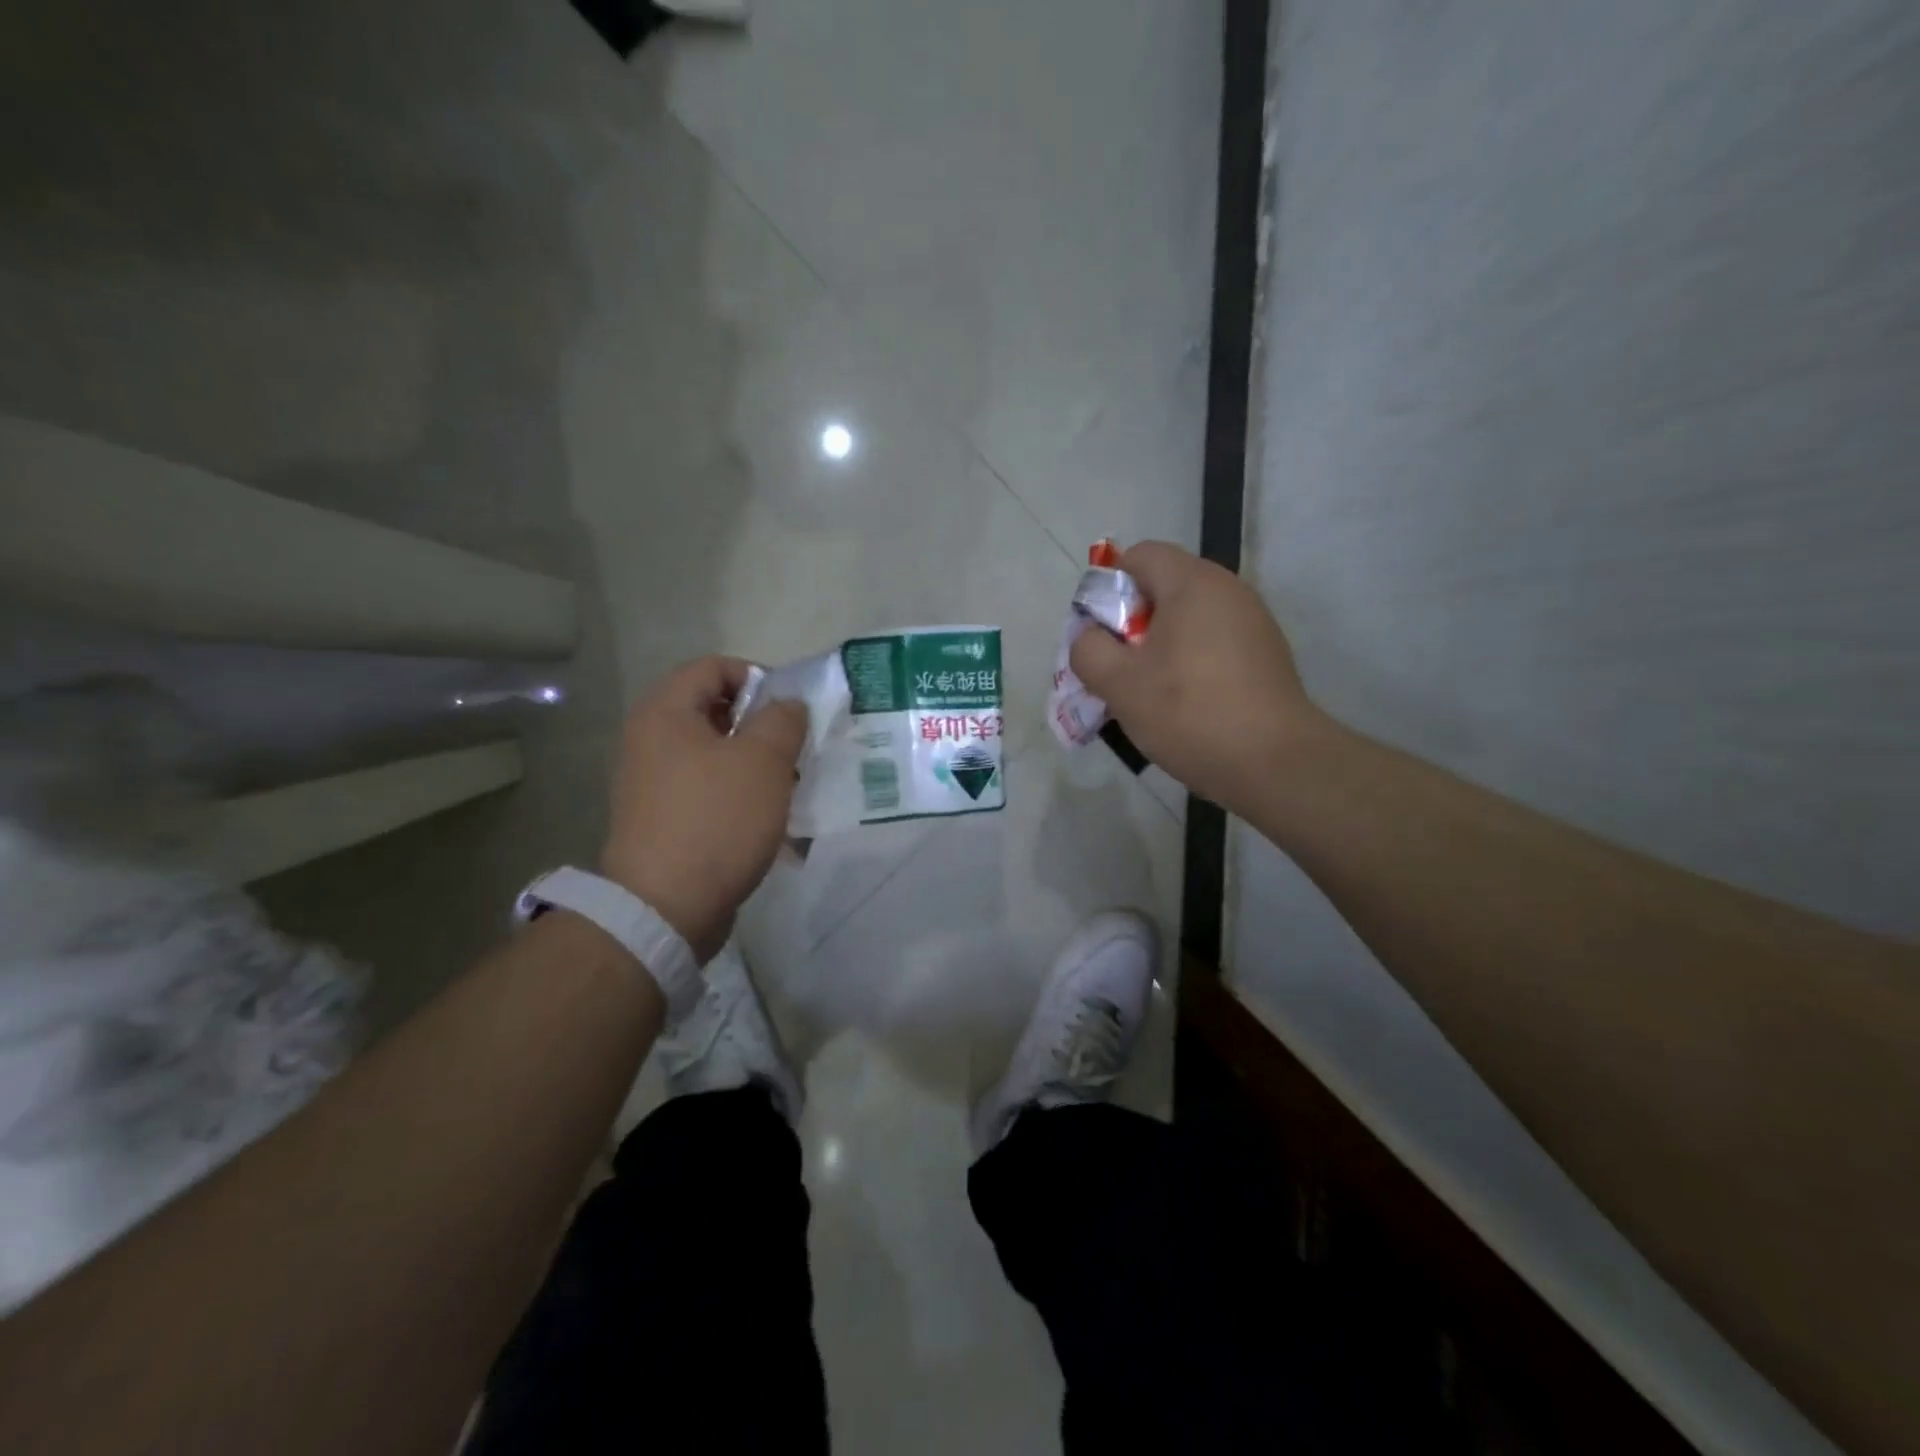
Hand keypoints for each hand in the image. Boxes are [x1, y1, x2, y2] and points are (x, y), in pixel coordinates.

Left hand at [601, 657, 807, 962]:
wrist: (665, 907)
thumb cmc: (717, 820)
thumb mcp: (763, 761)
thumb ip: (783, 719)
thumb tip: (787, 705)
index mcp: (666, 712)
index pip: (714, 667)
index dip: (759, 677)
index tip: (792, 710)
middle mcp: (651, 740)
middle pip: (715, 711)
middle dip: (762, 727)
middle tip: (794, 751)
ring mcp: (653, 782)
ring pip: (716, 754)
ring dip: (755, 765)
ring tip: (788, 790)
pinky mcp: (663, 819)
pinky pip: (708, 790)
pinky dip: (739, 796)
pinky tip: (767, 821)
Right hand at [1069, 541, 1322, 807]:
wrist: (1275, 763)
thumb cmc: (1189, 713)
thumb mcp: (1119, 684)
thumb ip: (1088, 650)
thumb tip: (1089, 636)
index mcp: (1192, 583)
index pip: (1138, 556)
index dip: (1108, 588)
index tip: (1102, 636)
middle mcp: (1228, 589)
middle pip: (1163, 588)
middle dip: (1131, 624)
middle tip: (1119, 670)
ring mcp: (1253, 621)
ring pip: (1187, 620)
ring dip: (1160, 648)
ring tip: (1150, 693)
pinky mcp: (1266, 653)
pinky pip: (1213, 643)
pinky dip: (1190, 663)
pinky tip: (1187, 705)